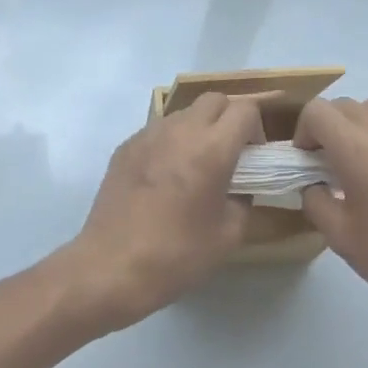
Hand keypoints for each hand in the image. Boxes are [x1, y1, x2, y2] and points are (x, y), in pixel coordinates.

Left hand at [58, 93, 262, 332]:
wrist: (111, 267)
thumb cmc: (176, 254)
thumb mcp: (227, 236)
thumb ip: (243, 201)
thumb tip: (239, 188)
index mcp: (212, 148)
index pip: (245, 110)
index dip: (256, 129)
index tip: (253, 155)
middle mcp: (181, 130)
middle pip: (214, 99)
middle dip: (228, 118)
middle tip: (229, 152)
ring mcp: (149, 134)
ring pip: (184, 112)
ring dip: (198, 128)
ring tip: (194, 165)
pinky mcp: (126, 146)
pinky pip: (158, 131)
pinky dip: (170, 142)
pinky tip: (164, 177)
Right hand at [297, 98, 367, 322]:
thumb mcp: (341, 237)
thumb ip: (315, 202)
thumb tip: (312, 184)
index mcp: (357, 148)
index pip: (317, 111)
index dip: (303, 131)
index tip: (306, 162)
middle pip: (344, 106)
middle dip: (328, 128)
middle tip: (328, 165)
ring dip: (356, 129)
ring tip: (360, 167)